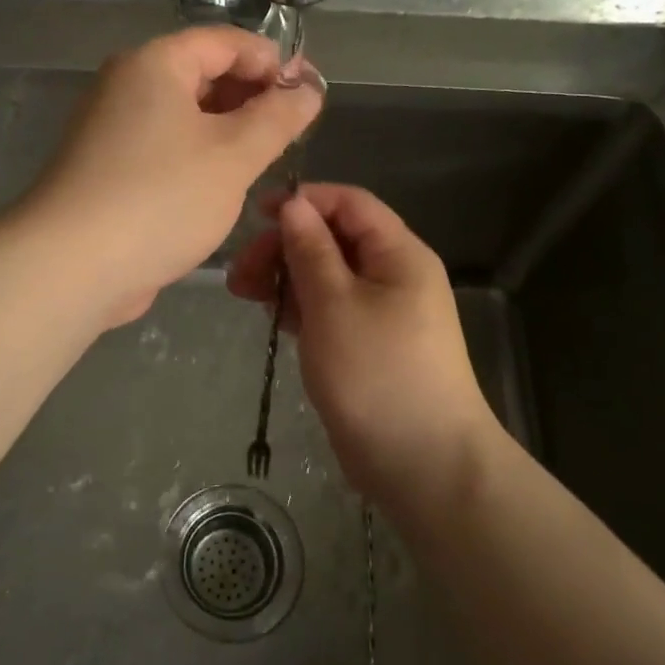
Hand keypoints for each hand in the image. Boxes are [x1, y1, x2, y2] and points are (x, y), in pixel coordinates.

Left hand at [24, 27, 322, 325]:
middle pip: (202, 74)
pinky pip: (164, 147)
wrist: (72, 266)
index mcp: (154, 64)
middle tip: (293, 131)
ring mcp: (112, 128)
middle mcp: (127, 86)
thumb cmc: (161, 197)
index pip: (226, 41)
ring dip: (228, 130)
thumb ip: (278, 117)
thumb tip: (308, 90)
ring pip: (184, 115)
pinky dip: (198, 156)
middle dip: (252, 97)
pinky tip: (223, 185)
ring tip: (266, 159)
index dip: (272, 61)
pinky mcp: (107, 168)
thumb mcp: (235, 155)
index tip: (308, 94)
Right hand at [228, 184, 497, 508]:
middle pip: (333, 239)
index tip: (256, 214)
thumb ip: (310, 250)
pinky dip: (299, 307)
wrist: (423, 464)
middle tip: (241, 273)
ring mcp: (381, 313)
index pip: (349, 204)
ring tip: (244, 294)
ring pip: (327, 276)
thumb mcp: (334, 304)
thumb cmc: (378, 373)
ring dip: (286, 277)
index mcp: (398, 254)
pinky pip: (329, 309)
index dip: (303, 201)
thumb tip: (294, 204)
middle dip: (285, 246)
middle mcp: (393, 275)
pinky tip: (271, 316)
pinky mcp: (366, 345)